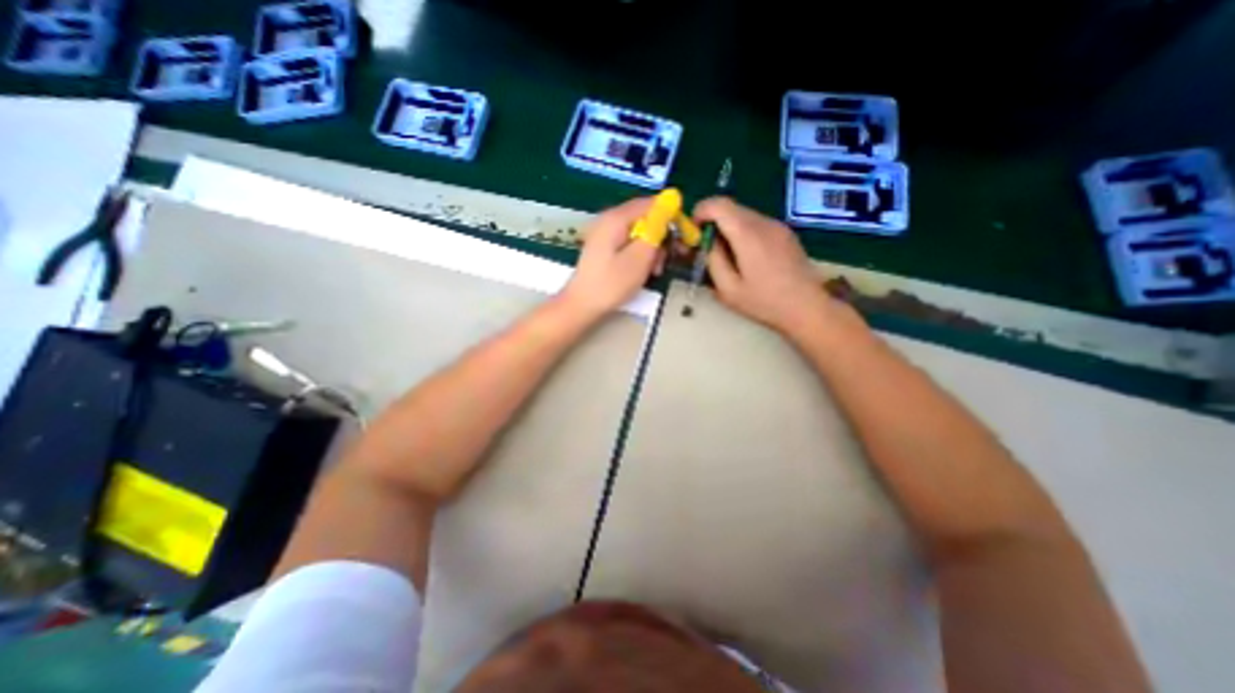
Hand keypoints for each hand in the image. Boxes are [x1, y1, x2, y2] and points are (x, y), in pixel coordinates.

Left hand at [564, 199, 666, 317]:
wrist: (581, 305)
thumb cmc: (611, 284)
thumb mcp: (640, 257)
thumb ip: (656, 228)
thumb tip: (670, 201)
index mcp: (616, 218)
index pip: (651, 203)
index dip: (671, 216)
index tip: (684, 236)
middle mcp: (609, 219)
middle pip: (644, 217)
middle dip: (661, 236)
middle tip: (667, 259)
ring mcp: (604, 233)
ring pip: (638, 232)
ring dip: (652, 248)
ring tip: (655, 270)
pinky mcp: (604, 246)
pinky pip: (628, 242)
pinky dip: (640, 253)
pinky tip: (643, 271)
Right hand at [700, 196, 844, 335]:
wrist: (807, 307)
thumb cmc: (764, 302)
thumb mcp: (728, 289)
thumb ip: (713, 261)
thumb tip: (708, 243)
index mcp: (747, 235)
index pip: (719, 205)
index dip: (701, 211)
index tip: (694, 230)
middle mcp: (764, 223)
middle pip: (731, 207)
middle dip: (713, 221)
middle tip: (706, 245)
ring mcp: (778, 226)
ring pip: (744, 214)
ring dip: (728, 227)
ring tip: (726, 253)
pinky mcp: (785, 233)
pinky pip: (757, 223)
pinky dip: (743, 231)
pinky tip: (745, 255)